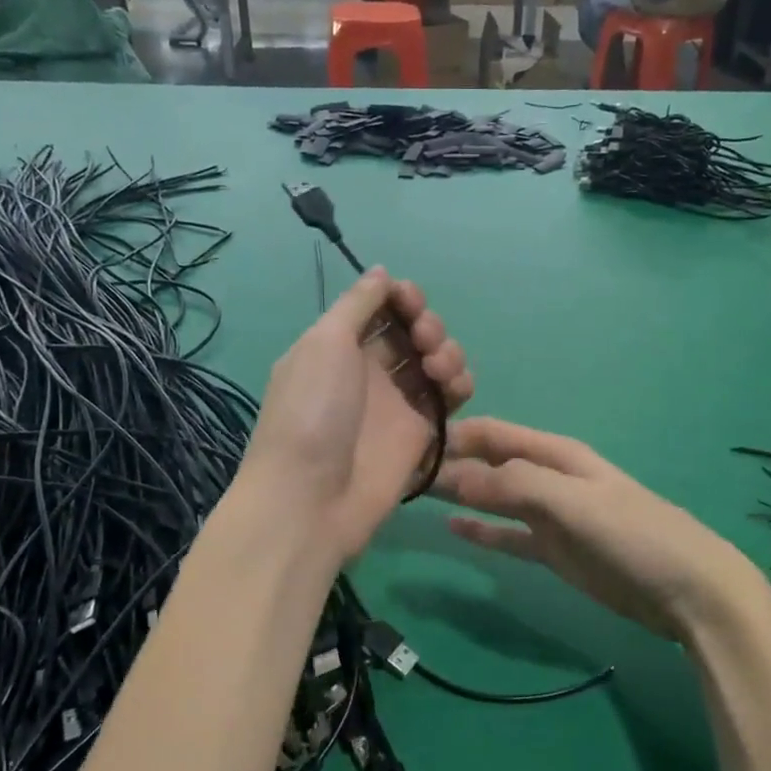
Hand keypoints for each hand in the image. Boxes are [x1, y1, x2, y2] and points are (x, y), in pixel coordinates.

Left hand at [242, 268, 473, 558]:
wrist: (312, 498)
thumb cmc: (312, 411)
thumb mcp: (324, 344)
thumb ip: (357, 304)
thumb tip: (380, 272)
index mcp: (338, 346)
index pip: (379, 308)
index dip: (400, 298)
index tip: (410, 299)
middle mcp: (369, 370)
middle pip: (412, 331)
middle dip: (426, 324)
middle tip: (423, 338)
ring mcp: (397, 402)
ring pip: (435, 360)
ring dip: (447, 351)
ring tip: (438, 368)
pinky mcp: (421, 432)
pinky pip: (449, 397)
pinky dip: (459, 384)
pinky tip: (454, 389)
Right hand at [432, 418, 765, 641]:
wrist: (688, 590)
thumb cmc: (634, 534)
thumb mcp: (574, 502)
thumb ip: (515, 486)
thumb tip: (453, 477)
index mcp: (555, 454)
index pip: (493, 434)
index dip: (454, 436)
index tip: (408, 443)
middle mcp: (548, 478)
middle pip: (489, 465)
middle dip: (450, 465)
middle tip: (399, 473)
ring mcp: (550, 516)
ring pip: (494, 499)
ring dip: (460, 496)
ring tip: (415, 496)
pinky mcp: (554, 551)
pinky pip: (508, 536)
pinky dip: (482, 531)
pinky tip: (454, 528)